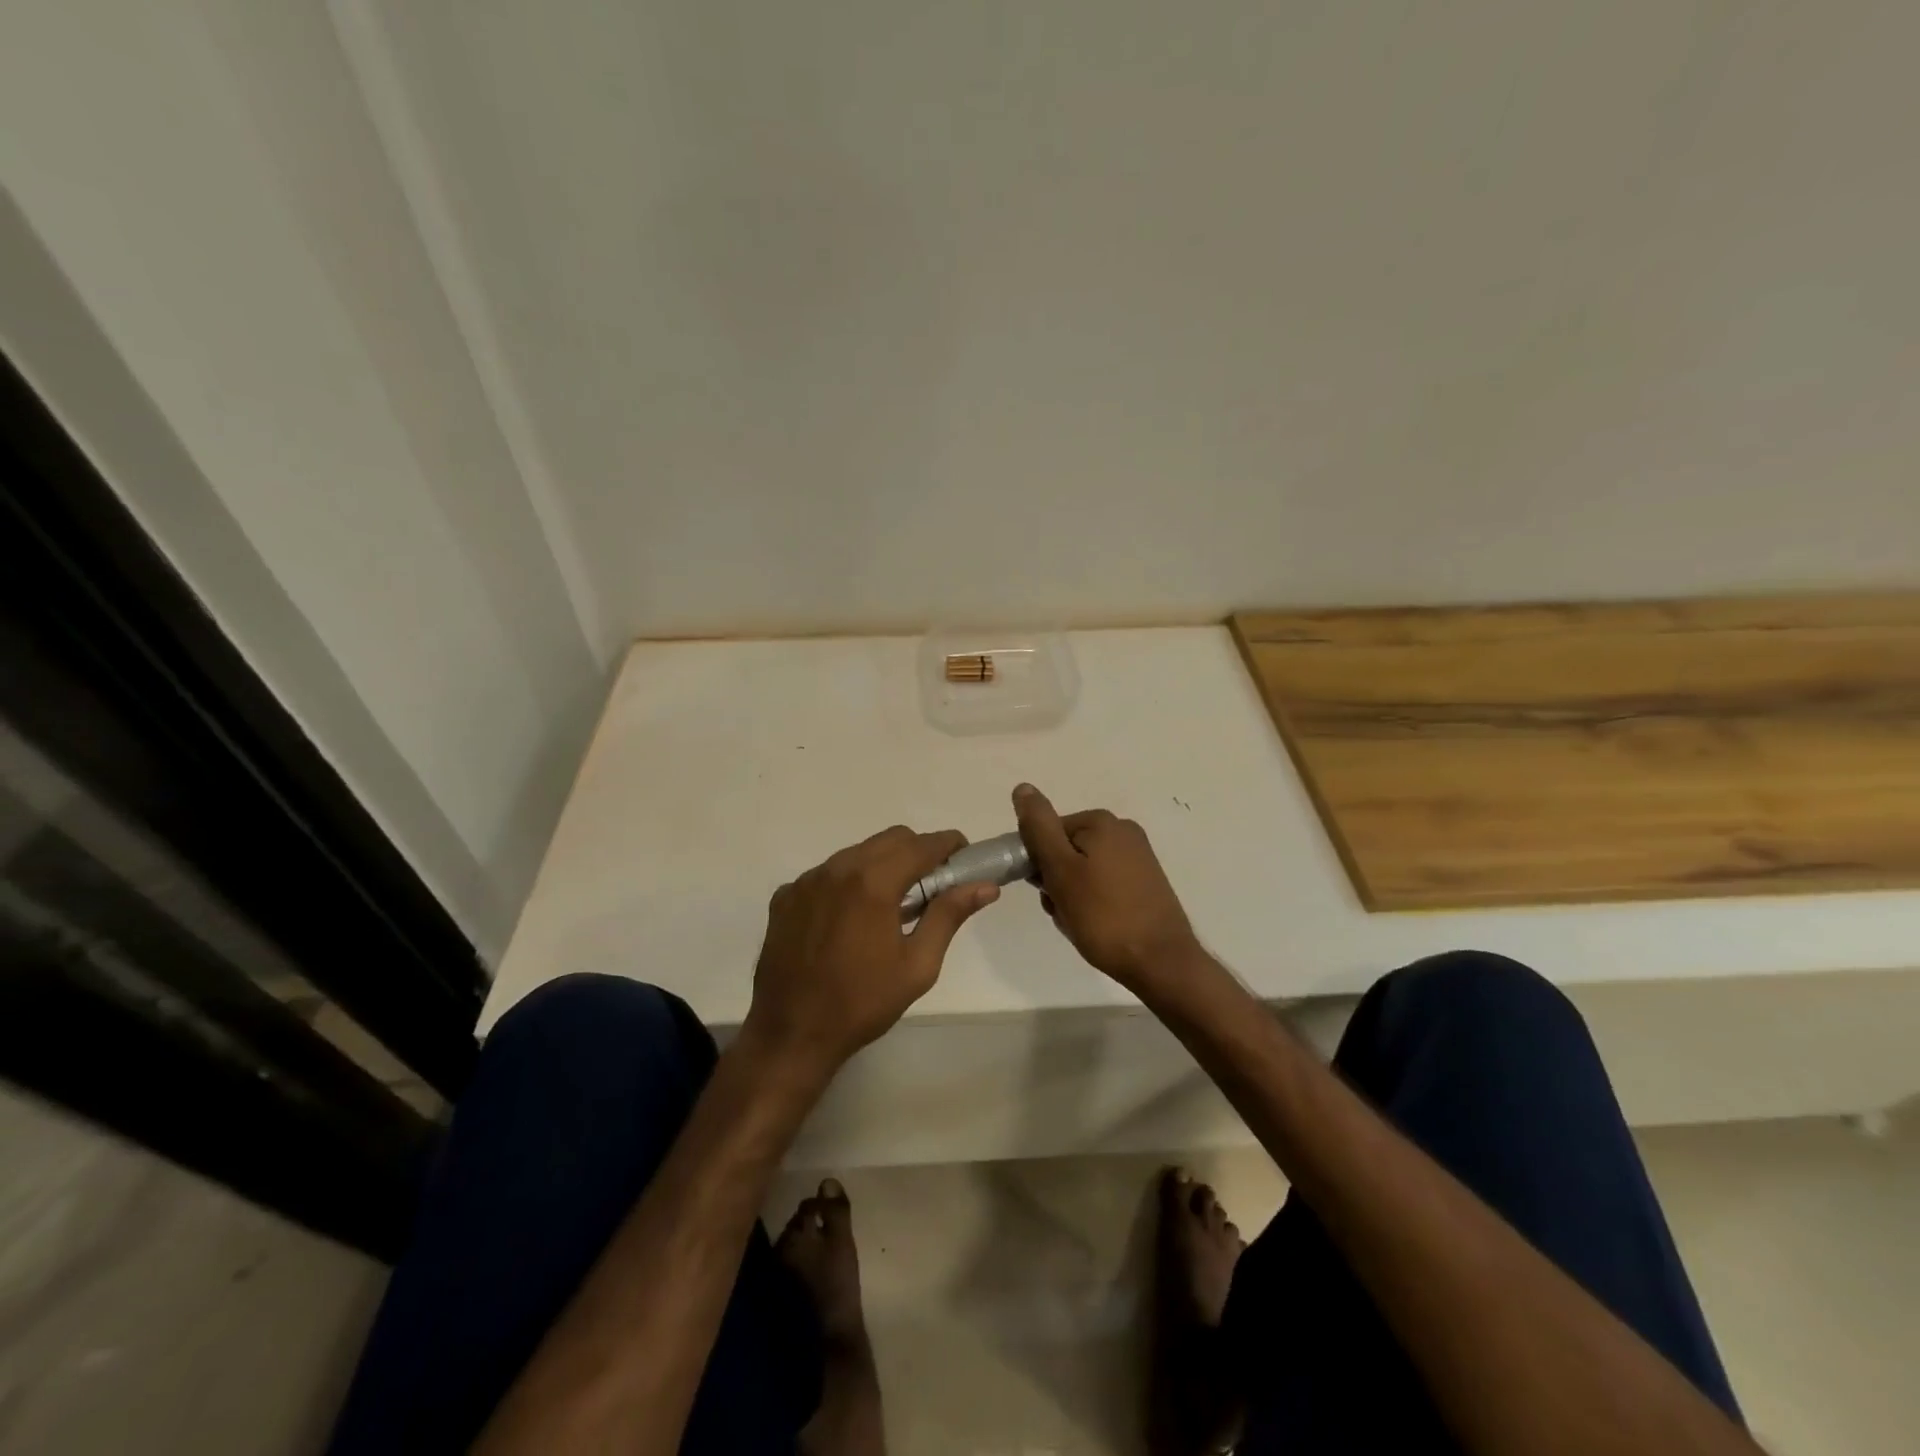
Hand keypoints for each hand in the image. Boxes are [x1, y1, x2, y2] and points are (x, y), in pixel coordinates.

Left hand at [743, 826, 997, 1078]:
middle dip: (917, 852)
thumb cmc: (863, 1002)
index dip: (948, 845)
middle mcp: (837, 868)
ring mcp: (807, 880)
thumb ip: (949, 916)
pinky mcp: (786, 897)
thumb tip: (984, 887)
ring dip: (882, 866)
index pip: (922, 844)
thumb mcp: (918, 965)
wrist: (792, 1034)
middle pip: (889, 840)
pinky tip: (849, 920)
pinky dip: (847, 884)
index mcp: (873, 882)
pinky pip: (826, 874)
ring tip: (890, 906)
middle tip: (931, 886)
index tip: (964, 858)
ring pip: (856, 853)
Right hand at [1012, 783, 1198, 991]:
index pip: (1048, 833)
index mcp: (1102, 822)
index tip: (1045, 891)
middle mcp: (1123, 831)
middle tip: (1064, 911)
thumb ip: (1039, 828)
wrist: (1161, 963)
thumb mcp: (1061, 870)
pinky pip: (1104, 885)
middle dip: (1056, 881)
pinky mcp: (1146, 882)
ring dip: (1072, 896)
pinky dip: (1093, 903)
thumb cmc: (1103, 916)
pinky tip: (1097, 926)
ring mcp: (1138, 857)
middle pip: (1066, 850)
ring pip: (1083, 871)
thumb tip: (1023, 788)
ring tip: (1080, 923)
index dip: (1039, 863)